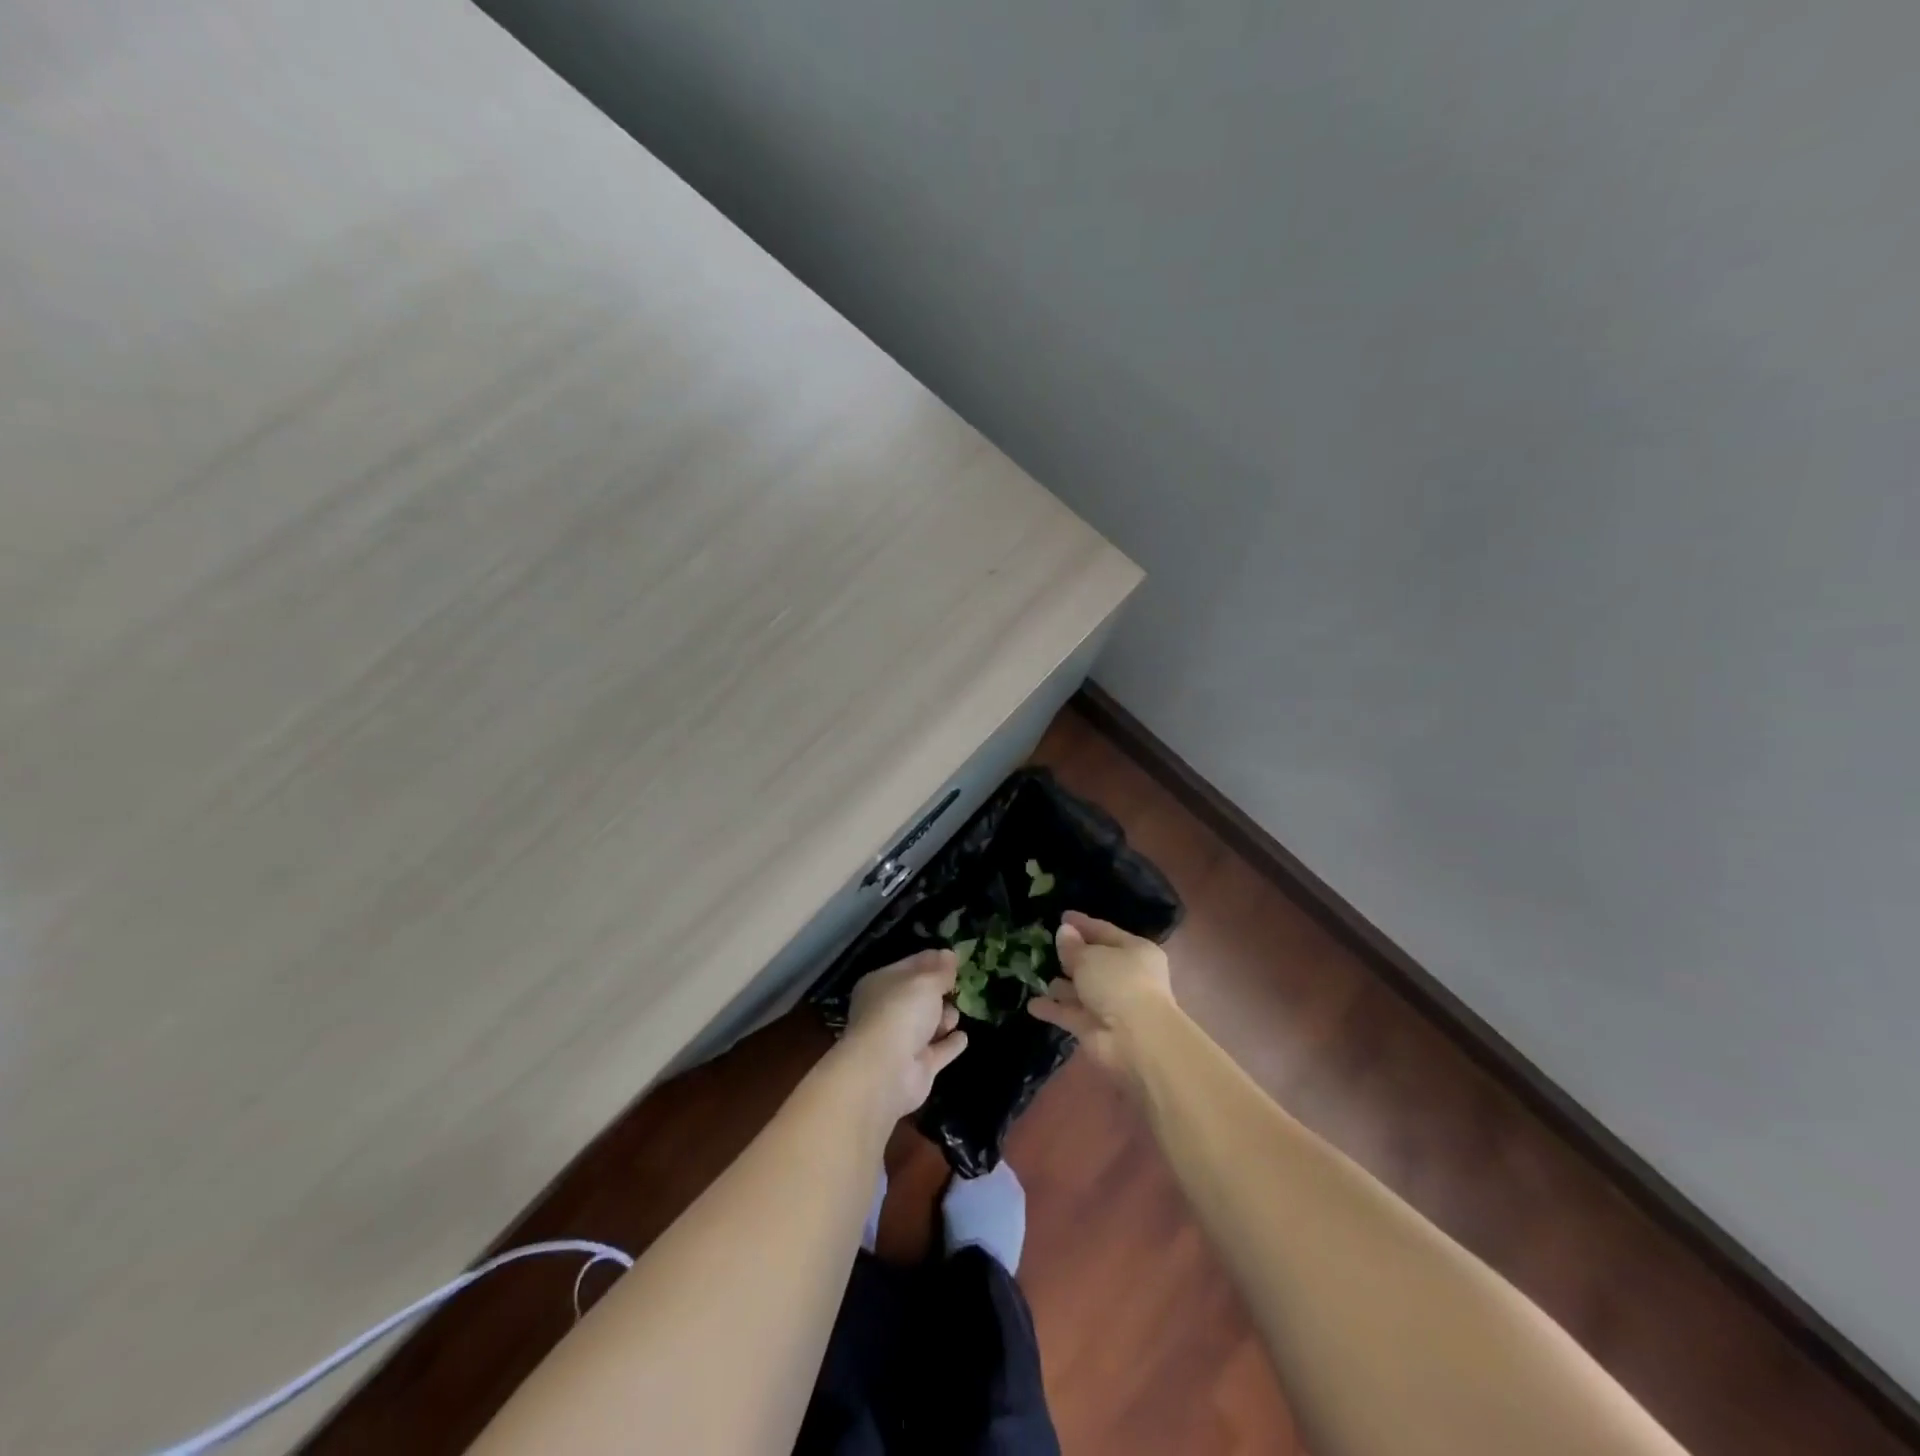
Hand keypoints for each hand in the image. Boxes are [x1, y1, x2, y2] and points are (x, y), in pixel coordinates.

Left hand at [842, 949, 969, 1119]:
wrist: (886, 1071)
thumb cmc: (901, 1012)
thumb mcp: (925, 981)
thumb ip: (940, 970)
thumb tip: (950, 954)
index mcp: (881, 984)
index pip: (910, 966)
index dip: (932, 961)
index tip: (954, 958)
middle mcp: (888, 1011)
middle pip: (920, 996)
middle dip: (939, 992)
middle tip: (958, 986)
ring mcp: (902, 1041)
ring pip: (929, 1023)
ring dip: (945, 1018)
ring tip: (950, 1018)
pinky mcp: (918, 1067)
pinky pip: (939, 1050)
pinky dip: (950, 1044)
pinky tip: (962, 1037)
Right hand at [1027, 910, 1176, 1077]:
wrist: (1135, 1040)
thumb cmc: (1119, 983)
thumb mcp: (1091, 957)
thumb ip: (1073, 946)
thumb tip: (1064, 932)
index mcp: (1134, 951)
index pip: (1105, 931)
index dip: (1083, 924)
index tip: (1062, 916)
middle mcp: (1125, 976)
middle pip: (1093, 962)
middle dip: (1071, 956)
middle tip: (1045, 946)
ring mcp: (1110, 1004)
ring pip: (1081, 990)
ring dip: (1061, 985)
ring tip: (1036, 975)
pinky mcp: (1094, 1029)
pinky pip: (1070, 1013)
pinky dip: (1053, 1009)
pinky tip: (1032, 1005)